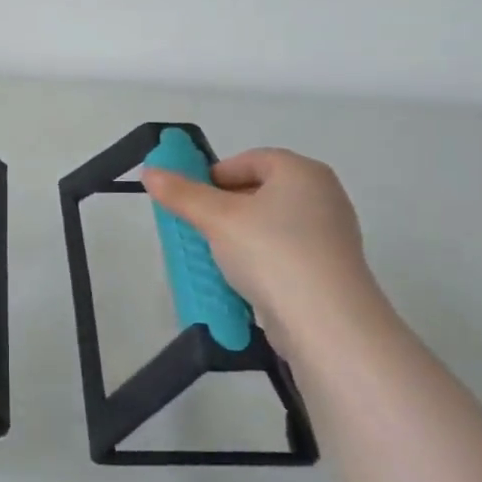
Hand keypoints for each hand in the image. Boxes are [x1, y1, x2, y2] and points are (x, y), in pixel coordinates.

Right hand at [141, 148, 388, 348]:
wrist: (325, 322)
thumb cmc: (271, 253)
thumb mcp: (217, 219)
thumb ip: (182, 194)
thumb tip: (150, 172)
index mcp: (302, 172)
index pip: (250, 159)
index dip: (215, 174)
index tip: (191, 199)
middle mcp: (323, 195)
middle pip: (261, 190)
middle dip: (225, 206)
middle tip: (198, 227)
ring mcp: (331, 234)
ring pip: (272, 224)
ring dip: (239, 235)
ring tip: (214, 256)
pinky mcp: (329, 269)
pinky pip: (285, 252)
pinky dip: (260, 259)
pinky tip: (241, 279)